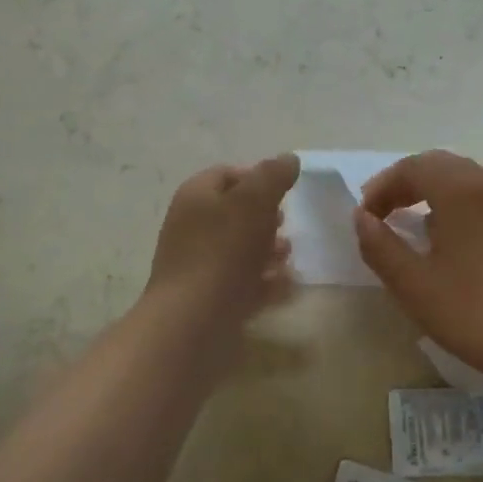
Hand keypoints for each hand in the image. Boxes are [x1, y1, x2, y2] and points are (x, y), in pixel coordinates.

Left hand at [144, 154, 299, 335]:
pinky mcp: (210, 299)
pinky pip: (242, 283)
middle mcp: (192, 228)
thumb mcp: (252, 203)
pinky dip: (264, 282)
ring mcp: (199, 266)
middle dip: (265, 217)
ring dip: (268, 250)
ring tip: (290, 257)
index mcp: (196, 197)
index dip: (257, 177)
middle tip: (287, 225)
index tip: (285, 190)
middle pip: (234, 213)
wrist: (193, 323)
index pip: (226, 174)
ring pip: (239, 250)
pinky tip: (286, 286)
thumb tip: (288, 159)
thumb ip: (272, 177)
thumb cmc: (222, 252)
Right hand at [354, 151, 482, 388]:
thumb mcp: (413, 284)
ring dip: (432, 192)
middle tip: (382, 211)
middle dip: (405, 182)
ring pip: (465, 180)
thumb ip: (380, 246)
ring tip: (411, 223)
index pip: (413, 167)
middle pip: (440, 165)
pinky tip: (449, 240)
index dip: (382, 186)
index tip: (364, 216)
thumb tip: (362, 218)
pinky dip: (456, 205)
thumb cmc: (473, 312)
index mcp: (461, 192)